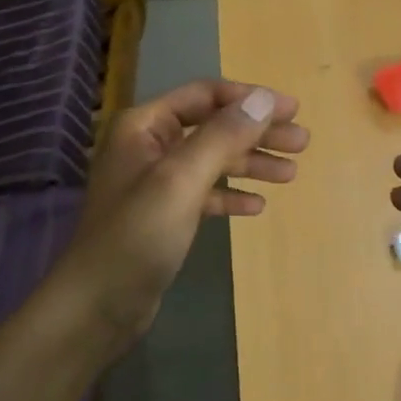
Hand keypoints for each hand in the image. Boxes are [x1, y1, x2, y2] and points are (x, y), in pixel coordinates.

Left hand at [54, 79, 308, 344]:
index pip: (205, 96)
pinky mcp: (163, 216)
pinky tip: (256, 206)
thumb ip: (223, 136)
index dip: (250, 99)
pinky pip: (204, 195)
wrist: (98, 304)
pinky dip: (230, 196)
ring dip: (250, 164)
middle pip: (213, 128)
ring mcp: (155, 183)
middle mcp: (148, 147)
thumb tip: (265, 98)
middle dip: (257, 133)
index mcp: (144, 126)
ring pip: (212, 162)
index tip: (293, 110)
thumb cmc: (137, 235)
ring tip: (291, 174)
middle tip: (302, 142)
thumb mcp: (182, 180)